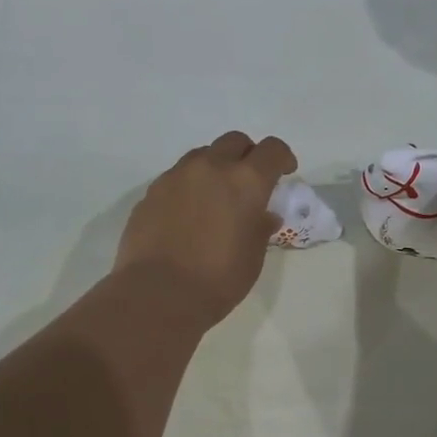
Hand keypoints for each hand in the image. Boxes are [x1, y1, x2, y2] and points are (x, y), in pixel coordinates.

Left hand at [113, 131, 297, 325]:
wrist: (158, 294)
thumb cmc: (218, 280)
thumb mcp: (253, 257)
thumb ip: (260, 228)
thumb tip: (263, 215)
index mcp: (245, 181)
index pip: (272, 150)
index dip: (282, 157)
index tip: (284, 172)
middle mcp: (210, 168)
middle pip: (234, 142)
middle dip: (247, 155)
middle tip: (249, 182)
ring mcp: (176, 176)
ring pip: (202, 155)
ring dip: (215, 166)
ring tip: (216, 196)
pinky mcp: (151, 192)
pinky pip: (177, 177)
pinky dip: (189, 186)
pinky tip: (188, 213)